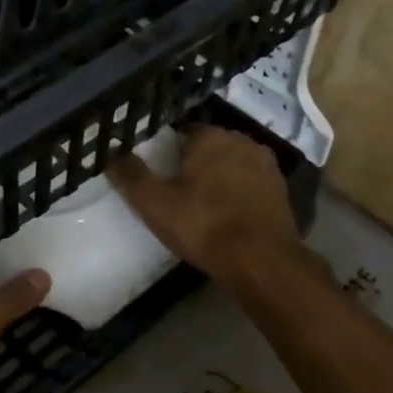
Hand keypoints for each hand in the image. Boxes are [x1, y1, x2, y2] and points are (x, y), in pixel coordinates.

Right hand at [107, 125, 303, 285]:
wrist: (261, 260)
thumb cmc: (203, 226)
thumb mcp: (155, 204)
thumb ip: (131, 175)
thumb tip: (111, 151)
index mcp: (210, 137)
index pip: (183, 132)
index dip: (169, 151)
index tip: (161, 173)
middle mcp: (242, 140)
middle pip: (210, 146)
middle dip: (196, 162)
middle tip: (179, 191)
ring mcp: (265, 164)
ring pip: (233, 163)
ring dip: (220, 176)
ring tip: (204, 204)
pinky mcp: (281, 189)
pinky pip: (251, 183)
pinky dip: (239, 192)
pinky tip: (229, 214)